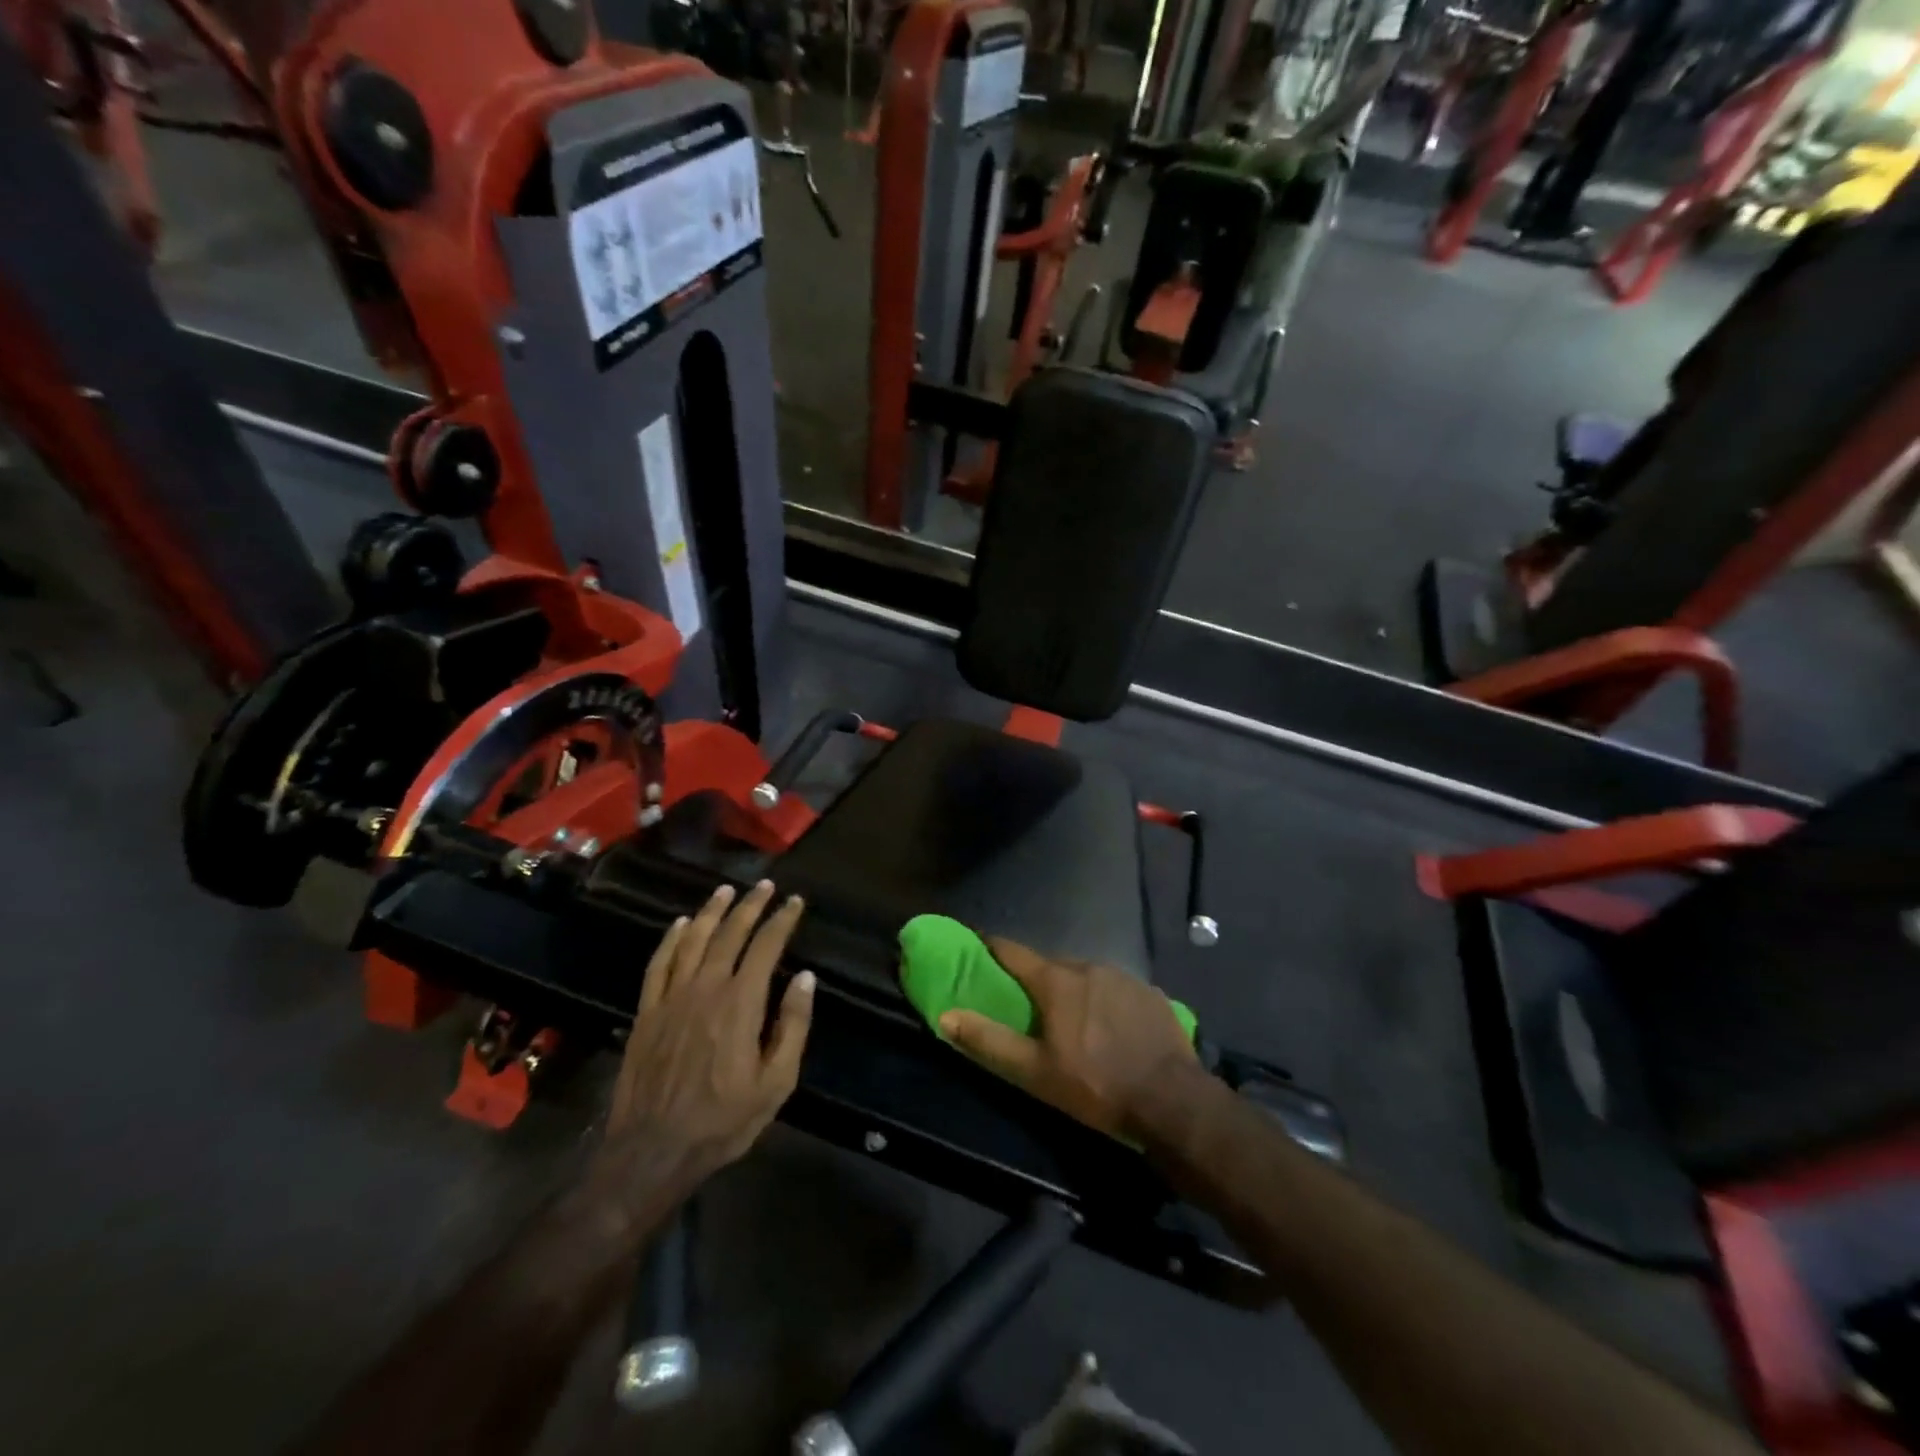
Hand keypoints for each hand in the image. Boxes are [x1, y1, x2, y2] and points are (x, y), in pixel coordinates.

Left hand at [590, 882, 813, 1221]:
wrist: (653, 1151)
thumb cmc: (723, 1120)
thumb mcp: (776, 1082)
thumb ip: (793, 1026)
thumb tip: (806, 978)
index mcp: (740, 1003)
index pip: (766, 947)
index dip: (782, 920)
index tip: (794, 902)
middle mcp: (705, 988)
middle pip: (729, 934)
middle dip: (750, 906)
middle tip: (764, 885)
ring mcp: (671, 998)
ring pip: (692, 940)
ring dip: (711, 912)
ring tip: (726, 891)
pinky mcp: (647, 1012)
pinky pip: (658, 964)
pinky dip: (670, 939)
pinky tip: (679, 924)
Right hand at [938, 938, 1198, 1141]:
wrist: (1172, 1100)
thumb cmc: (1095, 1085)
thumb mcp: (1034, 1071)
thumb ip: (988, 1040)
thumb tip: (946, 1016)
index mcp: (1057, 981)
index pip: (1014, 952)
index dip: (994, 948)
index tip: (979, 945)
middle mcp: (1089, 966)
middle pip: (1052, 964)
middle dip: (1036, 977)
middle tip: (1028, 1002)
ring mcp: (1124, 977)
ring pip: (1086, 974)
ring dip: (1073, 988)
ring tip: (1072, 1018)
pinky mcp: (1150, 992)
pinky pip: (1116, 987)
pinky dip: (1104, 999)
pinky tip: (1110, 1026)